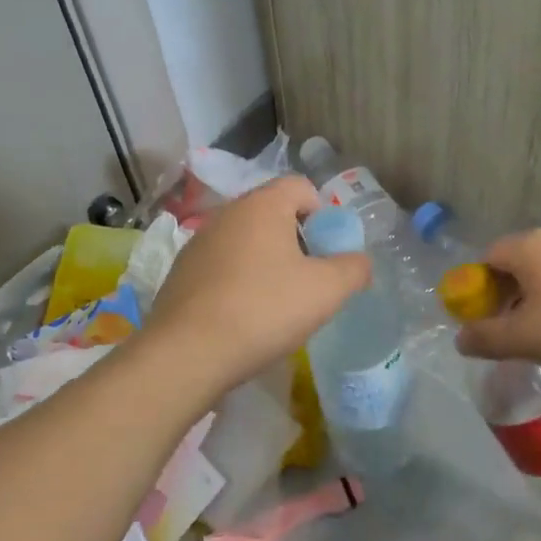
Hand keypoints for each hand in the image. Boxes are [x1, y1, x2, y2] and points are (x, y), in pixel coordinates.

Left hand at [144, 176, 370, 394]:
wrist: (187, 353)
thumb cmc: (264, 310)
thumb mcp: (327, 290)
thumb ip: (353, 268)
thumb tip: (359, 262)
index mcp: (262, 205)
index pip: (301, 187)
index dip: (323, 214)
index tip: (329, 251)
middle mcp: (227, 213)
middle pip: (273, 214)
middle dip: (297, 241)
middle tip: (310, 279)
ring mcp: (199, 242)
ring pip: (246, 241)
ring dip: (267, 262)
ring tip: (277, 303)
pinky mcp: (181, 273)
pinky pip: (222, 266)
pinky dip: (239, 281)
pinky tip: (244, 317)